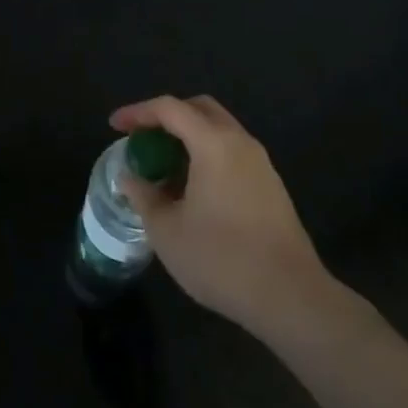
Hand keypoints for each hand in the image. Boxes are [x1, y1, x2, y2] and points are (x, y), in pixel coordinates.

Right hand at [111, 95, 341, 336]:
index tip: (115, 126)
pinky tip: (193, 190)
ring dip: (189, 138)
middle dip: (167, 117)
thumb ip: (144, 197)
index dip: (138, 112)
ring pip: (219, 131)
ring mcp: (261, 164)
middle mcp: (240, 143)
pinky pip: (232, 153)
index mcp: (213, 143)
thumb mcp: (167, 231)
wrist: (292, 299)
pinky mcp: (272, 187)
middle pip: (199, 109)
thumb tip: (131, 178)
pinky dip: (207, 156)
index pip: (169, 108)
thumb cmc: (222, 259)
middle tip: (144, 139)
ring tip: (164, 167)